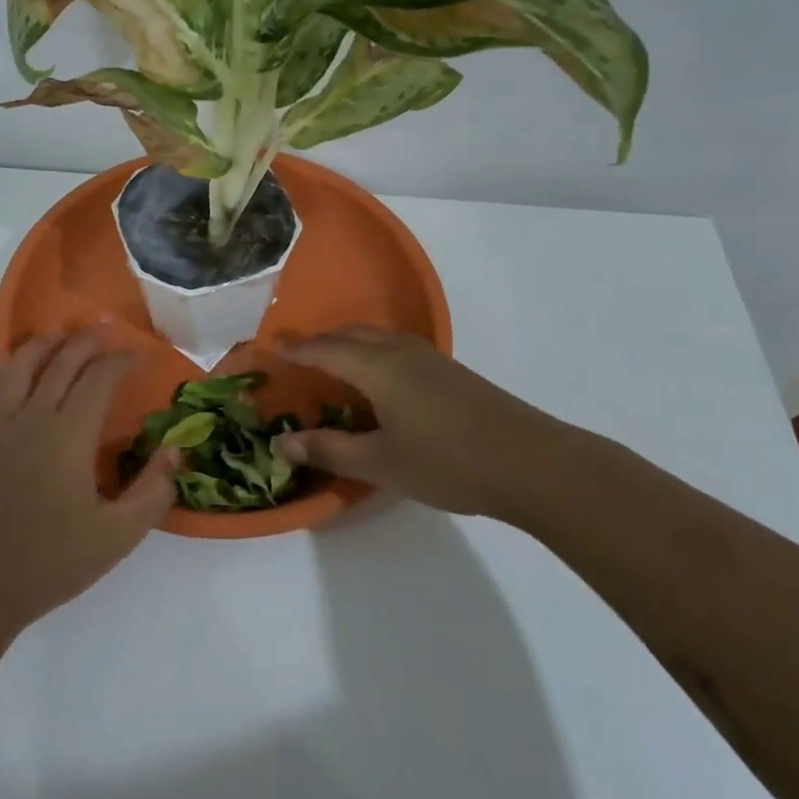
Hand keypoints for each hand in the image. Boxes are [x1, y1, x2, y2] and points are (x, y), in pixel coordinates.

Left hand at [0, 329, 175, 631]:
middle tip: (106, 333)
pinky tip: (8, 374)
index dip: (121, 361)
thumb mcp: (118, 536)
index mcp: (68, 435)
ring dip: (41, 346)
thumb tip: (175, 449)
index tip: (140, 356)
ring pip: (16, 369)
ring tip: (58, 335)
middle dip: (86, 343)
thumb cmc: (51, 563)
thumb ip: (153, 490)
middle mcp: (31, 420)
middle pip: (60, 364)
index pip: (98, 379)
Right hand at [275, 326, 604, 524]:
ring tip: (328, 365)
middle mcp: (400, 351)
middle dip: (318, 341)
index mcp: (378, 367)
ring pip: (375, 337)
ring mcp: (429, 358)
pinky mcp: (448, 370)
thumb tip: (282, 444)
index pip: (324, 348)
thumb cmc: (448, 462)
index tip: (267, 348)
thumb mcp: (381, 464)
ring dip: (346, 344)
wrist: (532, 462)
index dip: (294, 349)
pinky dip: (370, 353)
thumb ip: (330, 450)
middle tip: (293, 356)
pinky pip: (394, 347)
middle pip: (349, 334)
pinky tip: (375, 381)